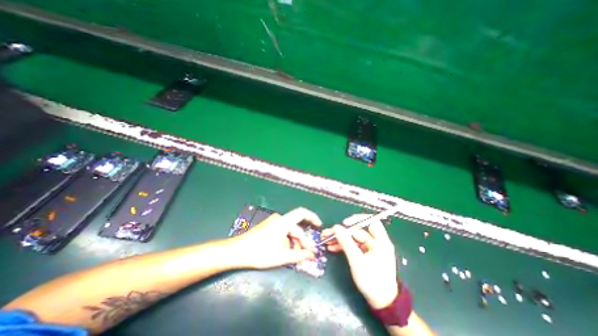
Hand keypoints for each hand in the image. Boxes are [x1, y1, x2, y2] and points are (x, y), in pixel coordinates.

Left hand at [229, 207, 321, 269]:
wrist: (238, 251)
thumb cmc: (260, 253)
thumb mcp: (282, 256)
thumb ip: (299, 255)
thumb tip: (312, 255)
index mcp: (284, 222)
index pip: (302, 213)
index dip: (313, 217)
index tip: (319, 226)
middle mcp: (279, 219)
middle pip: (296, 227)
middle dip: (303, 239)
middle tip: (308, 252)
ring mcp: (273, 222)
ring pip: (289, 231)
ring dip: (295, 242)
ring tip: (296, 255)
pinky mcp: (269, 227)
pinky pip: (283, 231)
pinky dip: (287, 240)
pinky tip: (286, 251)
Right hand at [323, 214, 394, 307]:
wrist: (382, 303)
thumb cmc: (373, 282)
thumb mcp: (357, 262)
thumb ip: (346, 243)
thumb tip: (336, 228)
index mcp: (380, 242)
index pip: (371, 221)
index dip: (358, 219)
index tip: (345, 224)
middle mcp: (375, 242)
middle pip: (357, 231)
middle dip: (342, 232)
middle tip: (328, 233)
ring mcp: (369, 248)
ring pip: (353, 238)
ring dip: (340, 239)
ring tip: (326, 240)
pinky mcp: (364, 254)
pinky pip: (353, 245)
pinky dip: (343, 246)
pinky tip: (332, 247)